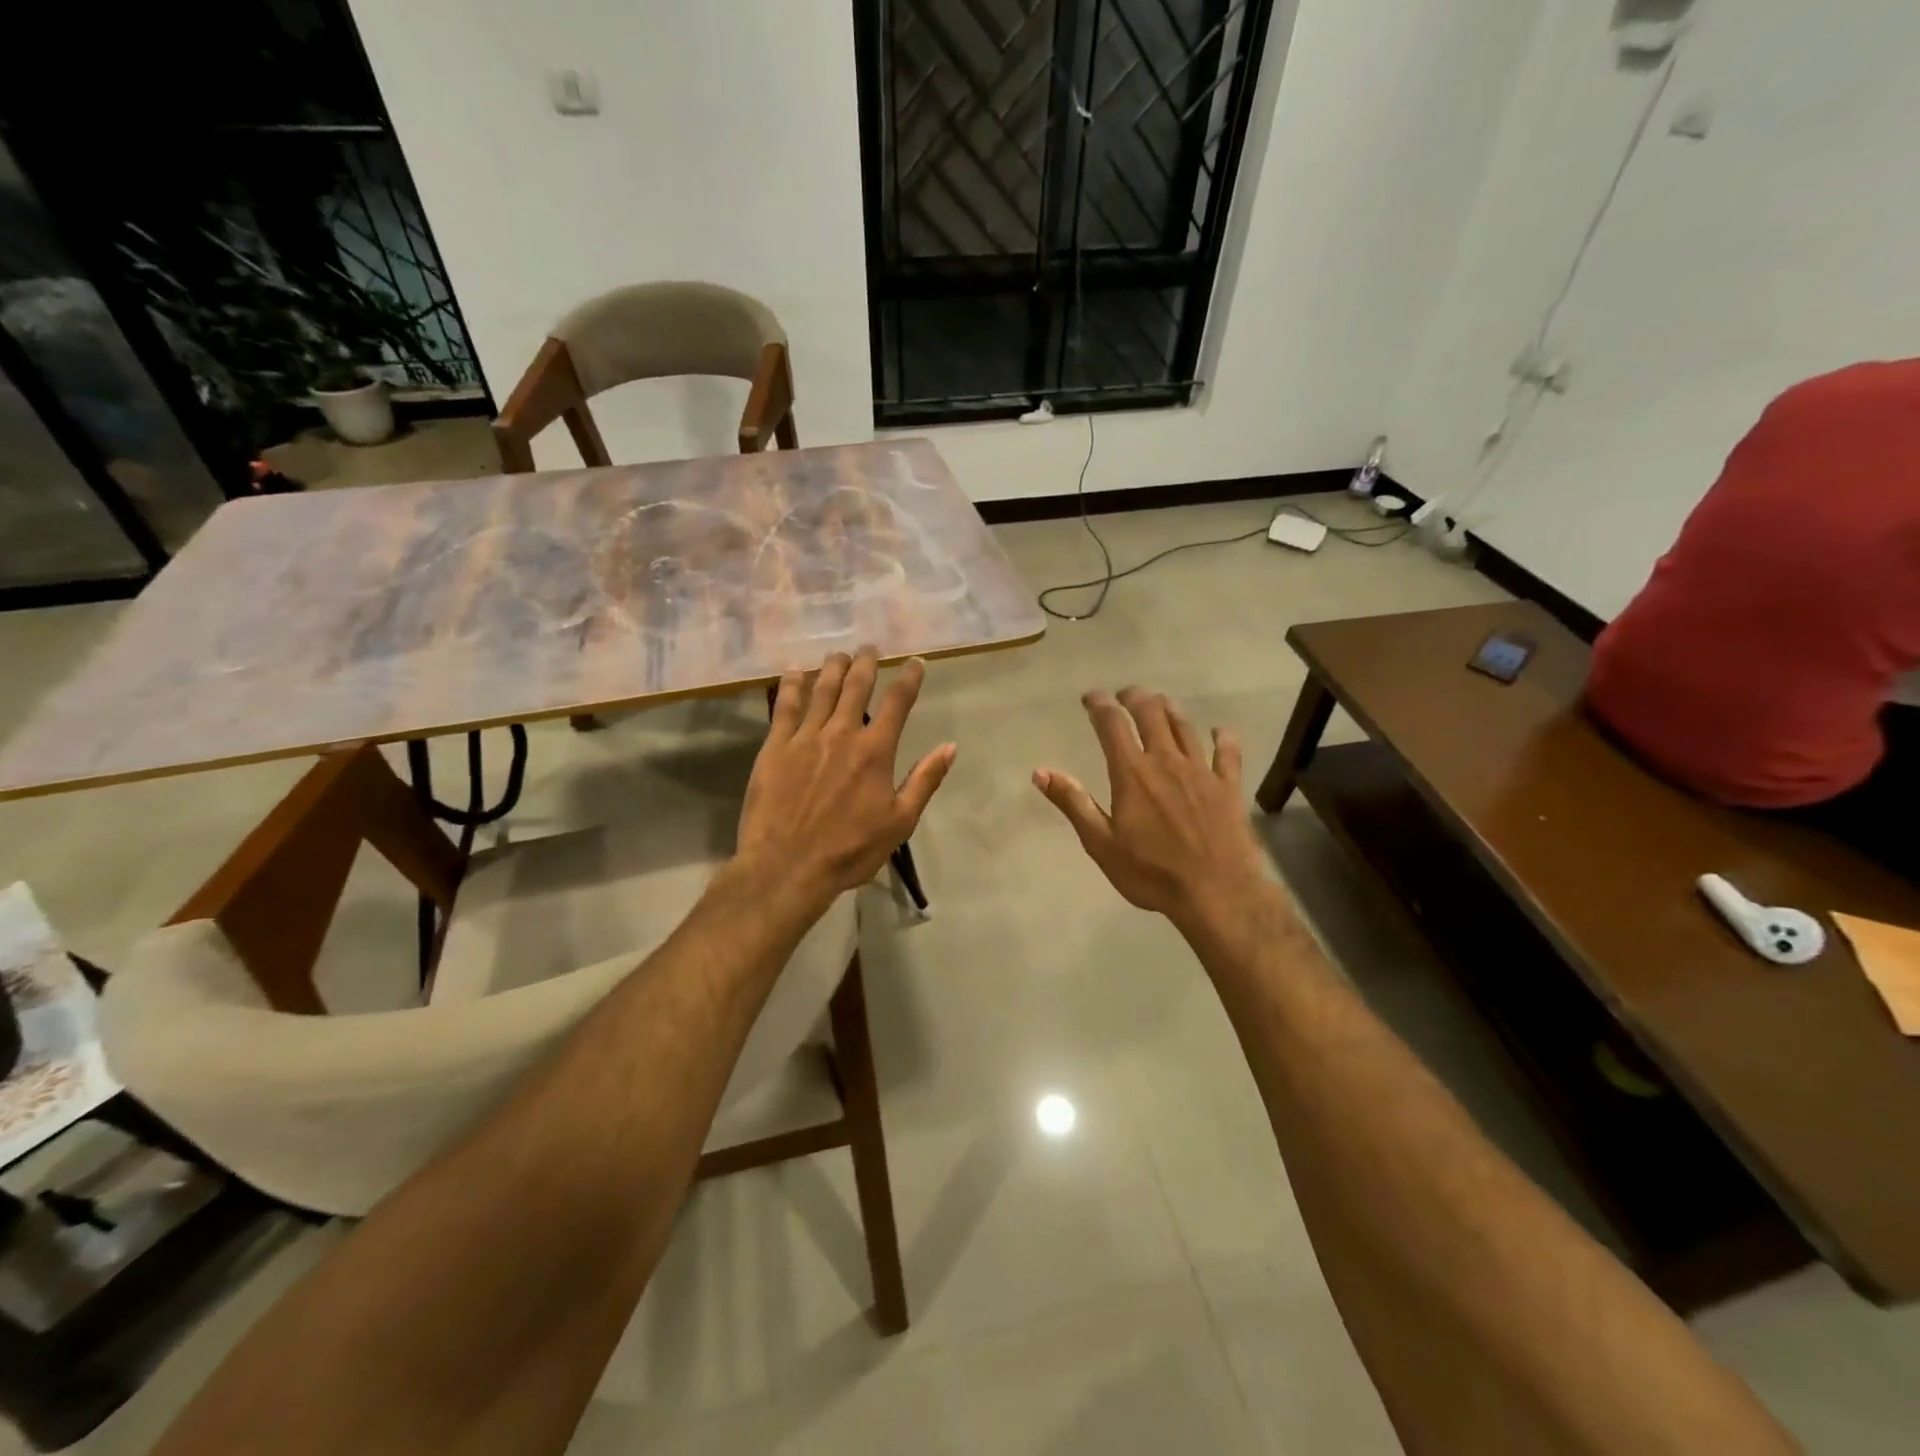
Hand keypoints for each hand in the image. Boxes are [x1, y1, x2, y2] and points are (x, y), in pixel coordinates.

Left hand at [736, 646, 955, 912]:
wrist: (788, 867)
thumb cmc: (850, 850)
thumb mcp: (900, 822)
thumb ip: (925, 780)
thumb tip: (950, 746)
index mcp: (875, 751)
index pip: (898, 703)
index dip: (909, 678)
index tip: (915, 662)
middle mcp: (841, 733)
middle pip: (856, 686)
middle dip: (866, 663)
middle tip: (869, 648)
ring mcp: (804, 737)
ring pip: (821, 689)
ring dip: (832, 667)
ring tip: (839, 655)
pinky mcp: (774, 747)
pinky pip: (784, 706)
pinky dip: (792, 685)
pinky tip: (794, 673)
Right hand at [1034, 687, 1268, 931]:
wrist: (1217, 893)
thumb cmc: (1151, 872)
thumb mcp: (1101, 843)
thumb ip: (1073, 803)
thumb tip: (1041, 772)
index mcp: (1132, 773)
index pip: (1112, 724)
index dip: (1099, 704)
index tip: (1091, 698)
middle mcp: (1166, 761)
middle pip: (1151, 713)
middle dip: (1135, 697)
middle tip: (1125, 696)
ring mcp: (1201, 771)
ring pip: (1185, 726)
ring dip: (1170, 709)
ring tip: (1160, 704)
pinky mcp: (1229, 787)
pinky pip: (1228, 753)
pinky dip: (1223, 738)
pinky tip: (1220, 732)